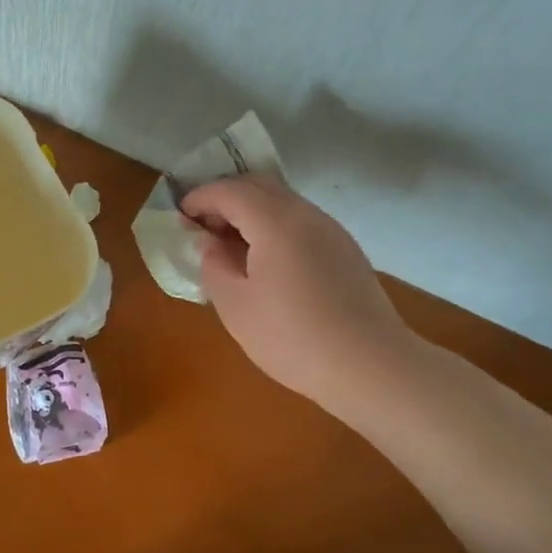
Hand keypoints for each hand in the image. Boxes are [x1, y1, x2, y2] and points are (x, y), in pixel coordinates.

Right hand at [181, 176, 422, 411]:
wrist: (372, 367)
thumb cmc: (293, 338)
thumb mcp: (235, 305)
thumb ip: (213, 264)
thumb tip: (209, 242)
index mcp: (275, 221)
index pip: (229, 190)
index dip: (199, 198)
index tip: (180, 216)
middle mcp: (305, 214)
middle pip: (258, 185)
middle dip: (224, 197)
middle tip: (202, 226)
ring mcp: (330, 229)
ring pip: (282, 201)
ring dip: (250, 211)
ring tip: (230, 245)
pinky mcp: (344, 249)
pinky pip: (299, 221)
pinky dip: (273, 225)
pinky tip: (265, 261)